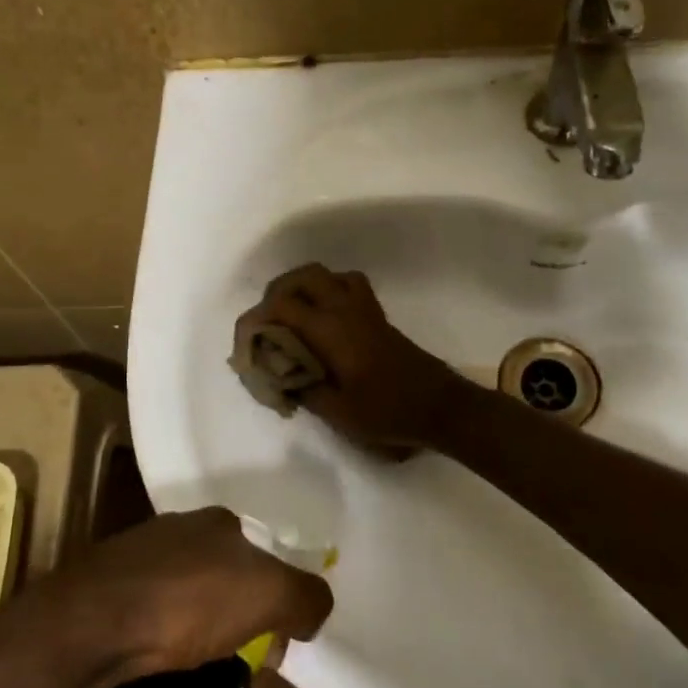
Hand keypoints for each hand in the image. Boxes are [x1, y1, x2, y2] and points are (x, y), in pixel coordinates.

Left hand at [34, 508, 332, 681]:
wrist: (90, 625)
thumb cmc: (188, 600)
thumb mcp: (270, 594)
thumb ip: (307, 597)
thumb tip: (314, 610)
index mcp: (221, 523)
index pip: (266, 565)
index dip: (277, 612)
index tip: (272, 659)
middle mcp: (183, 534)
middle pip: (232, 592)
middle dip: (248, 642)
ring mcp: (141, 565)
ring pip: (195, 615)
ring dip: (214, 658)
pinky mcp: (110, 599)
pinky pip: (159, 631)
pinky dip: (174, 659)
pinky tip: (173, 687)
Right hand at [236, 264, 470, 453]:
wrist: (441, 406)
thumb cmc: (387, 411)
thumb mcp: (336, 411)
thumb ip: (302, 389)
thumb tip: (279, 377)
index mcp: (330, 329)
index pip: (280, 306)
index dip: (255, 321)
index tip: (246, 347)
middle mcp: (346, 309)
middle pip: (305, 276)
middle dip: (277, 292)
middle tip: (267, 324)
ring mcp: (366, 310)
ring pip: (329, 276)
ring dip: (305, 288)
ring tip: (292, 318)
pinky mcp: (379, 318)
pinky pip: (348, 287)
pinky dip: (329, 293)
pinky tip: (325, 323)